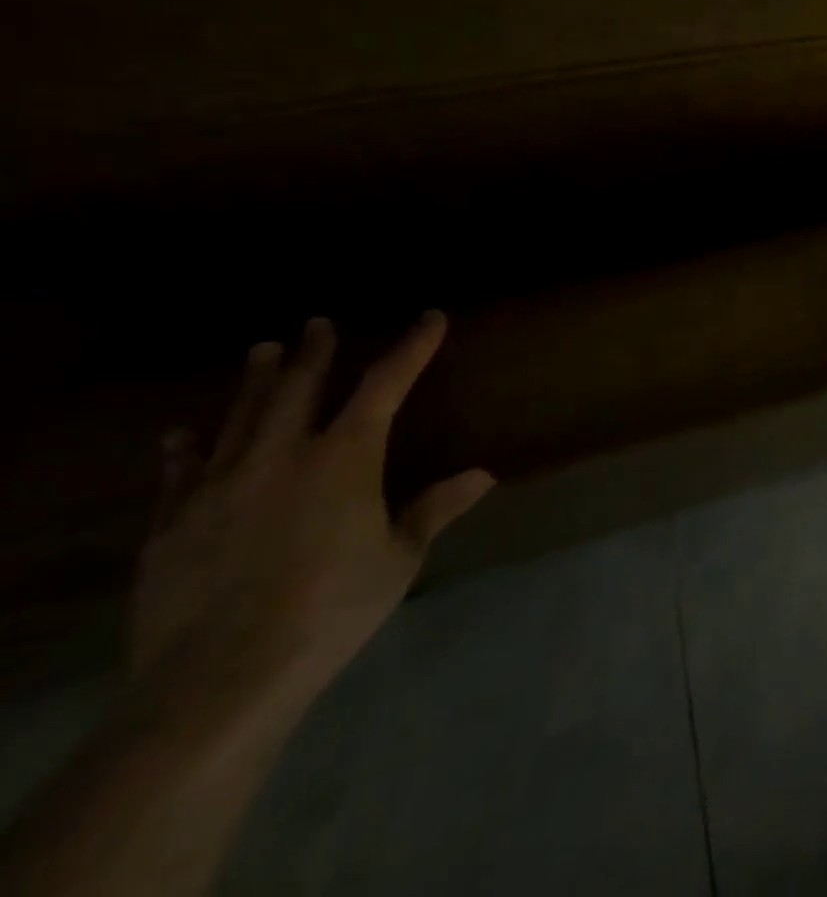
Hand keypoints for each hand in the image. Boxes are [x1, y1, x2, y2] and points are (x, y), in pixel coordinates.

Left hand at [127, 314, 493, 735]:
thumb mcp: (399, 558)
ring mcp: (219, 488)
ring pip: (238, 419)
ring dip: (253, 382)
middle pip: (299, 389)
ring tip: (260, 350)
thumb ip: (434, 509)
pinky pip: (179, 475)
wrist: (219, 680)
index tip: (430, 318)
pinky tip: (181, 434)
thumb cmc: (331, 608)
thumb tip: (483, 475)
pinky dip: (184, 449)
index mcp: (344, 458)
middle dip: (313, 353)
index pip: (385, 385)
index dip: (411, 348)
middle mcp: (281, 457)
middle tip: (317, 323)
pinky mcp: (171, 526)